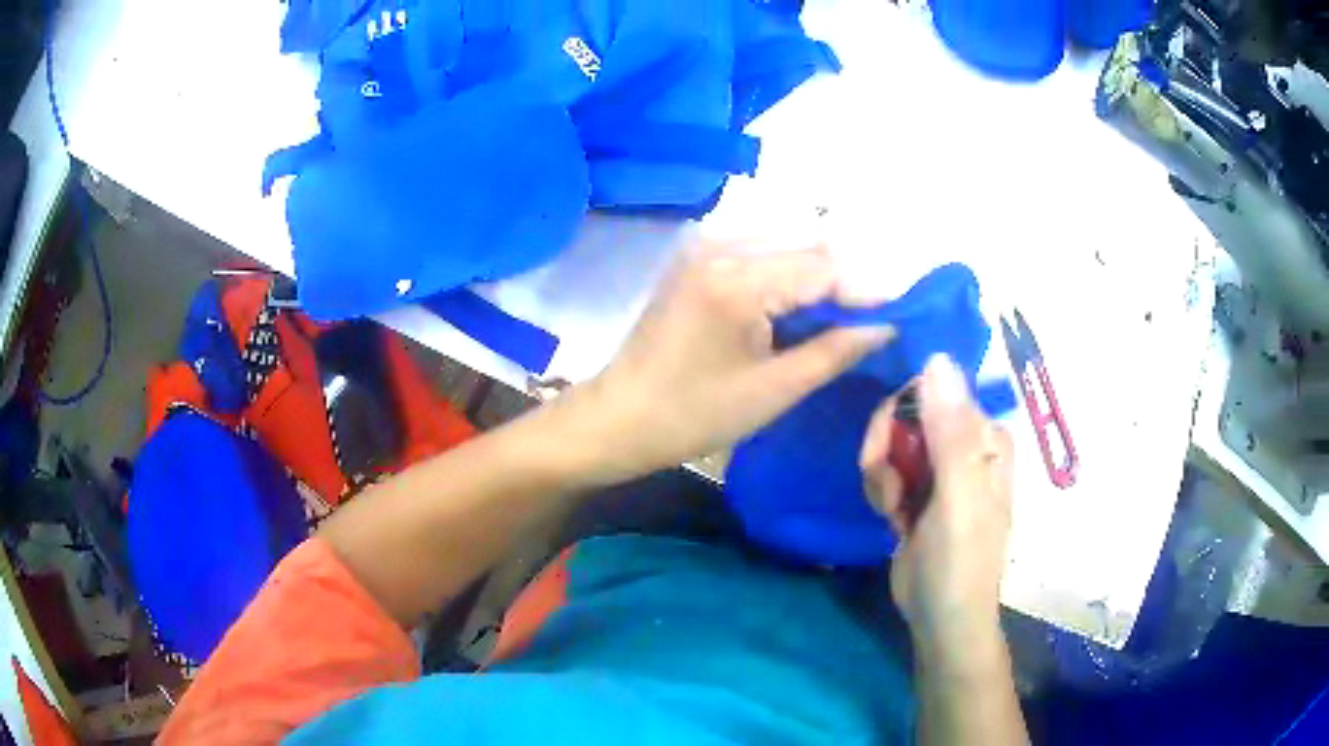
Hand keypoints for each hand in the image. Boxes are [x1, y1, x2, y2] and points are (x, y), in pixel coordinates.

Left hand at [574, 242, 892, 484]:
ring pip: (784, 244)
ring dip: (818, 275)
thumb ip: (835, 351)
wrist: (619, 417)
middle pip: (806, 247)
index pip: (824, 267)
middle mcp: (720, 245)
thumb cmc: (694, 415)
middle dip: (845, 282)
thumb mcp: (774, 390)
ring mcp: (703, 247)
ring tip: (842, 317)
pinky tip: (799, 307)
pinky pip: (758, 251)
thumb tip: (886, 326)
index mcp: (738, 279)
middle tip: (873, 320)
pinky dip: (787, 273)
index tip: (900, 315)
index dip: (866, 290)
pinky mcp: (695, 258)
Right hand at [859, 355, 1013, 650]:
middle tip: (890, 490)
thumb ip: (951, 432)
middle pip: (907, 413)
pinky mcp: (919, 489)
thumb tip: (937, 358)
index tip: (885, 453)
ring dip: (880, 475)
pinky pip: (886, 467)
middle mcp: (966, 443)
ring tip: (893, 511)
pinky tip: (891, 519)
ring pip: (892, 441)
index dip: (901, 415)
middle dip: (886, 451)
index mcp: (986, 436)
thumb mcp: (959, 498)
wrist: (940, 620)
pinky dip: (880, 491)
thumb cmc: (959, 563)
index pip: (933, 391)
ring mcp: (941, 467)